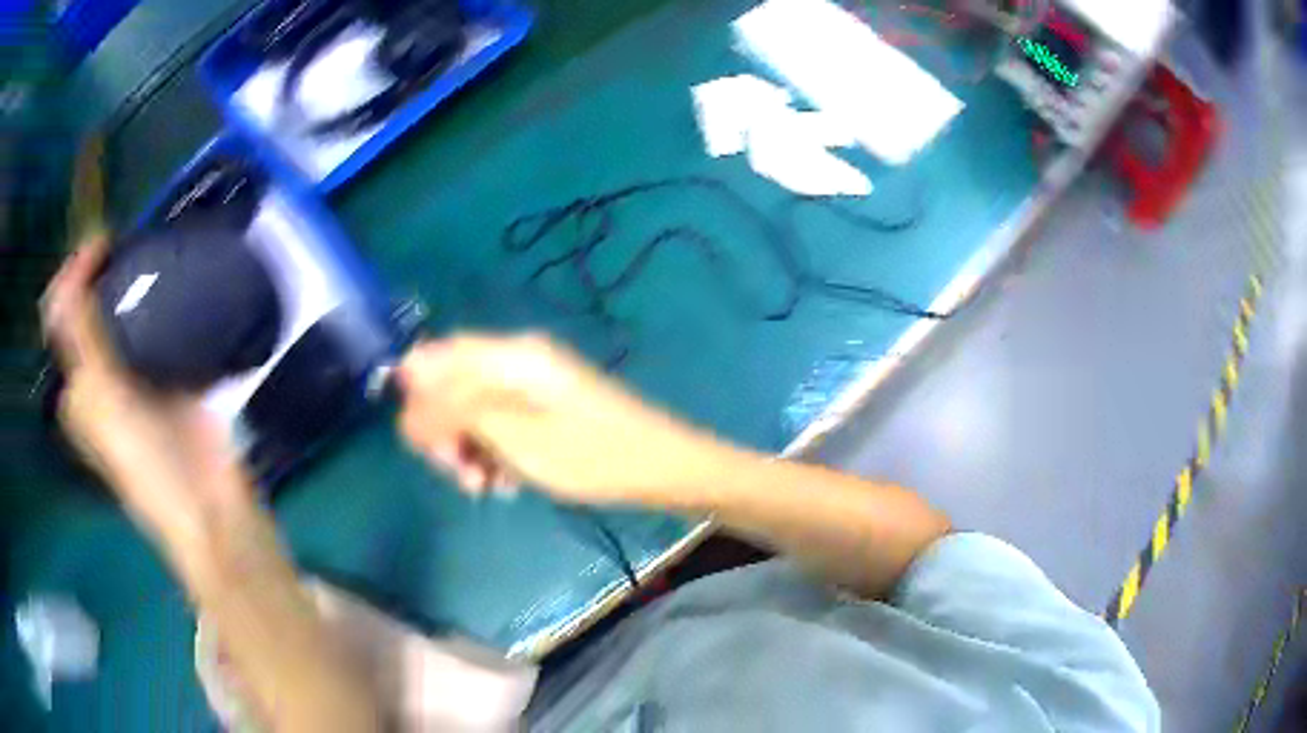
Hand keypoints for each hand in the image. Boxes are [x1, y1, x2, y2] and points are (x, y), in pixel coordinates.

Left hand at [41, 237, 255, 552]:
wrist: (207, 503)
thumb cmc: (146, 459)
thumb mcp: (103, 395)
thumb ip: (81, 333)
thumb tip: (69, 265)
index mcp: (78, 385)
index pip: (64, 315)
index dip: (74, 275)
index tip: (102, 242)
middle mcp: (101, 376)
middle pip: (94, 307)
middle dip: (104, 271)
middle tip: (127, 244)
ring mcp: (136, 375)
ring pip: (127, 311)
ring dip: (134, 280)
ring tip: (150, 251)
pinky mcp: (170, 375)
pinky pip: (160, 324)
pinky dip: (163, 299)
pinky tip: (174, 280)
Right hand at [395, 334, 745, 506]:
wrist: (662, 468)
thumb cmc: (589, 455)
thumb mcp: (514, 437)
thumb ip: (454, 407)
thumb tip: (404, 380)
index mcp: (509, 354)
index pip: (434, 358)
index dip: (418, 400)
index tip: (426, 448)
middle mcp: (517, 359)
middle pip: (451, 386)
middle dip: (444, 432)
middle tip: (460, 475)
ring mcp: (533, 383)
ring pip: (473, 410)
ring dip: (469, 449)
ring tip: (486, 487)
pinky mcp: (546, 407)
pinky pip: (500, 424)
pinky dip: (494, 452)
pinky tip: (507, 483)